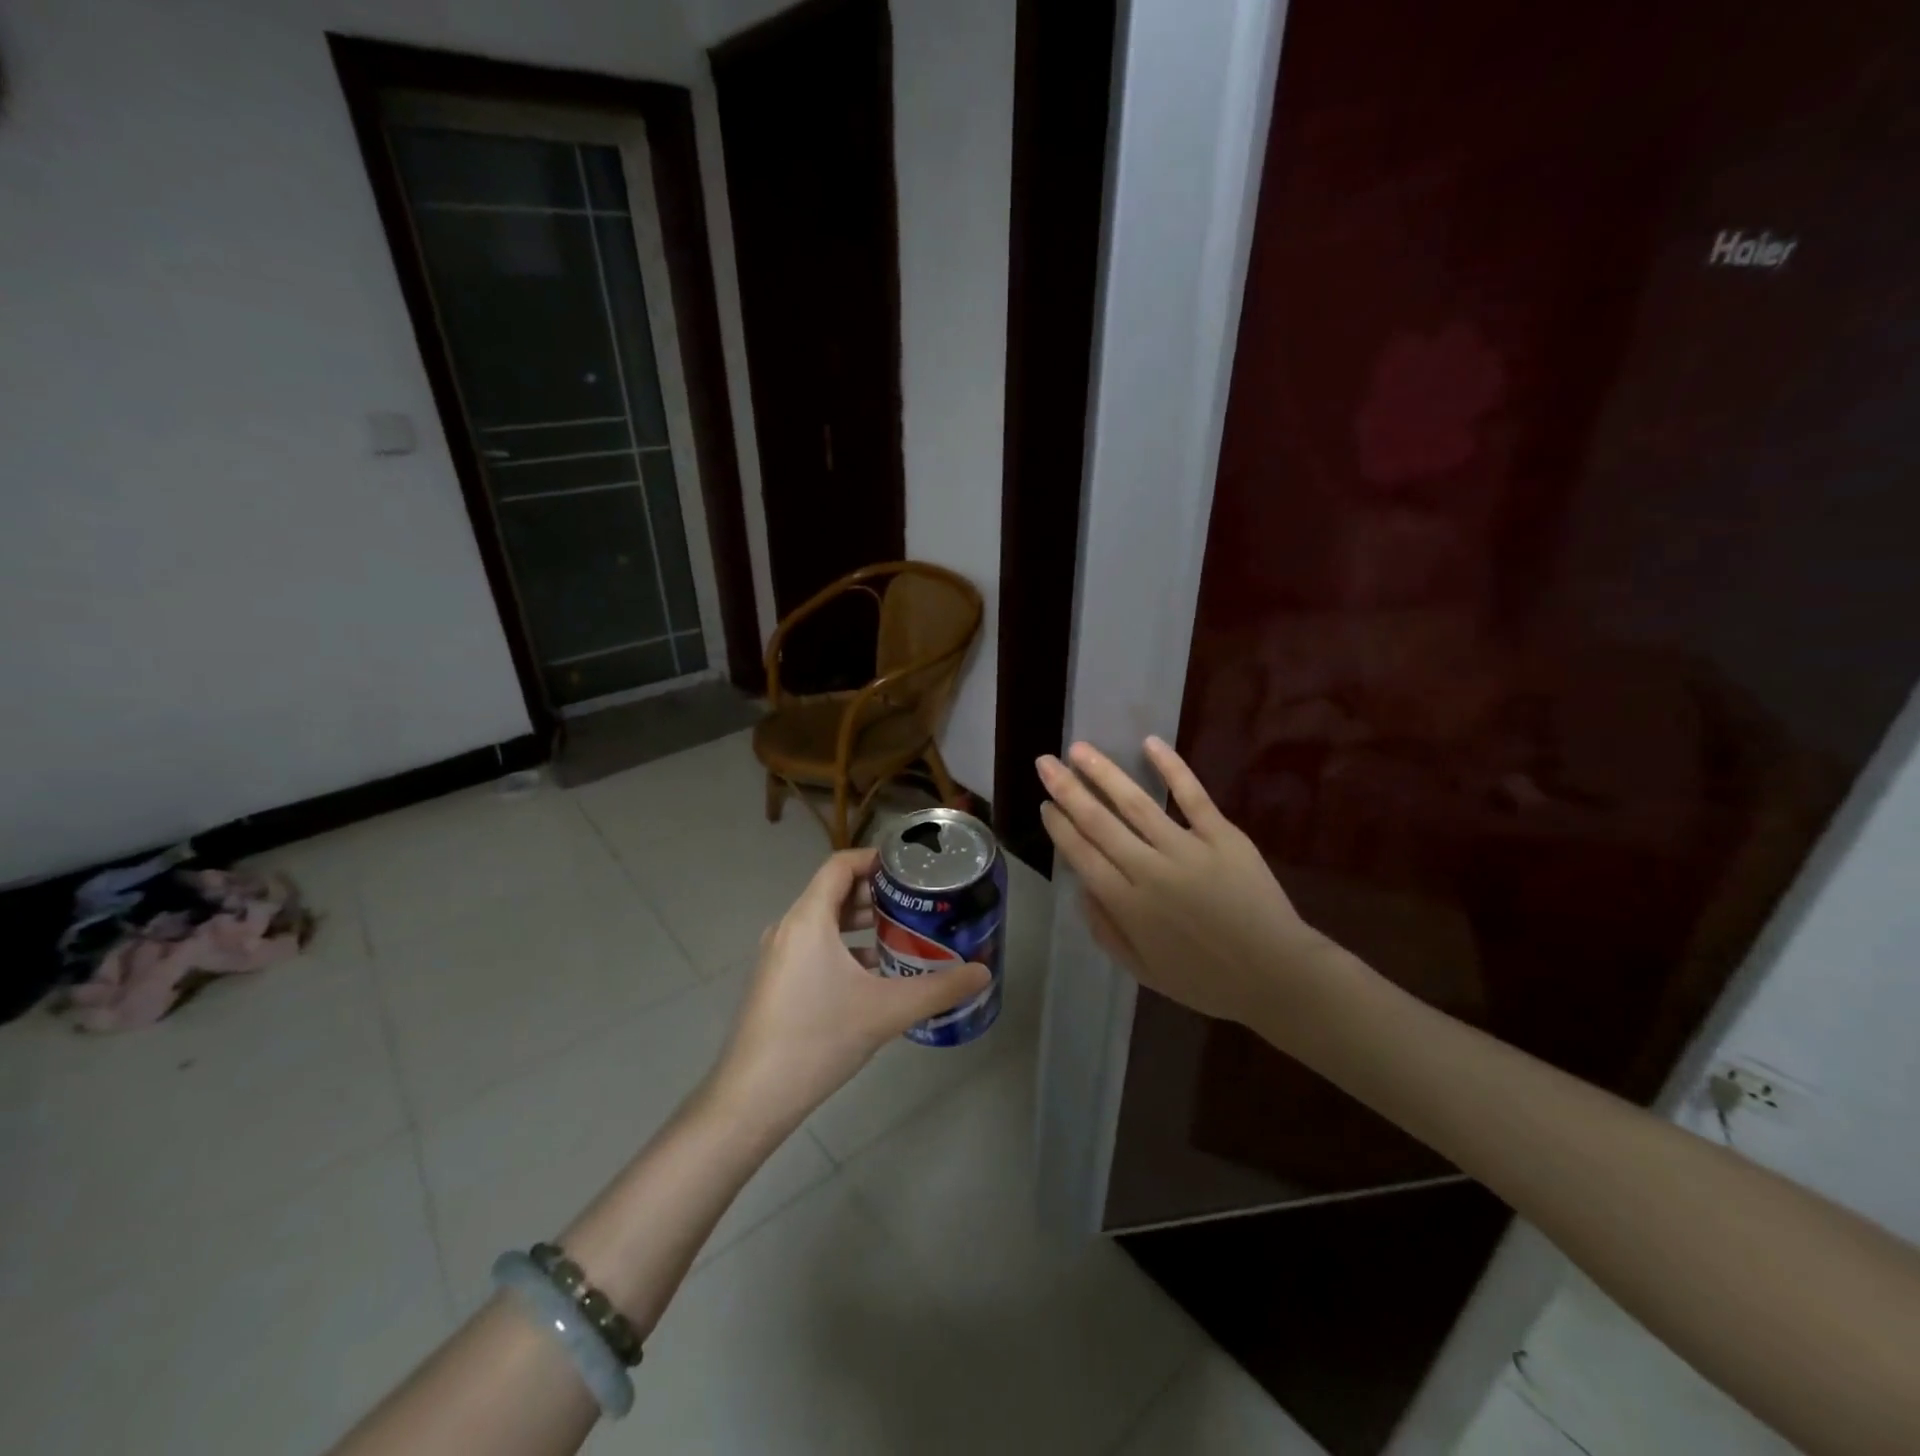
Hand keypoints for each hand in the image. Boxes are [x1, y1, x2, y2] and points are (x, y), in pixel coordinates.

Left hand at [709, 848, 990, 1130]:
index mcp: (808, 919)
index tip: (911, 868)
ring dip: (862, 924)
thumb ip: (939, 989)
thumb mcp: (886, 1011)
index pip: (840, 865)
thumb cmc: (818, 1038)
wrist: (753, 1098)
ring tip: (902, 935)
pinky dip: (845, 949)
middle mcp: (788, 928)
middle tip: (917, 904)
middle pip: (834, 892)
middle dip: (876, 894)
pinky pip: (814, 948)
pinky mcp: (776, 982)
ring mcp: (778, 956)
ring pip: (824, 923)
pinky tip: (874, 976)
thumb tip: (984, 973)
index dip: (875, 859)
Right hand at [1036, 738, 1350, 1032]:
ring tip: (1079, 749)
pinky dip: (1171, 768)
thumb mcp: (1143, 971)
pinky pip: (1192, 796)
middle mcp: (1149, 871)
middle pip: (1098, 823)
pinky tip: (1149, 743)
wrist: (1276, 977)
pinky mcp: (1222, 836)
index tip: (1045, 804)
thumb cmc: (1206, 980)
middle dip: (1067, 790)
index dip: (1060, 826)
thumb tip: (1081, 889)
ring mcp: (1186, 849)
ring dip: (1103, 773)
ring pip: (1135, 803)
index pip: (1082, 855)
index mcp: (1127, 905)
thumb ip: (1105, 931)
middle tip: (1045, 762)